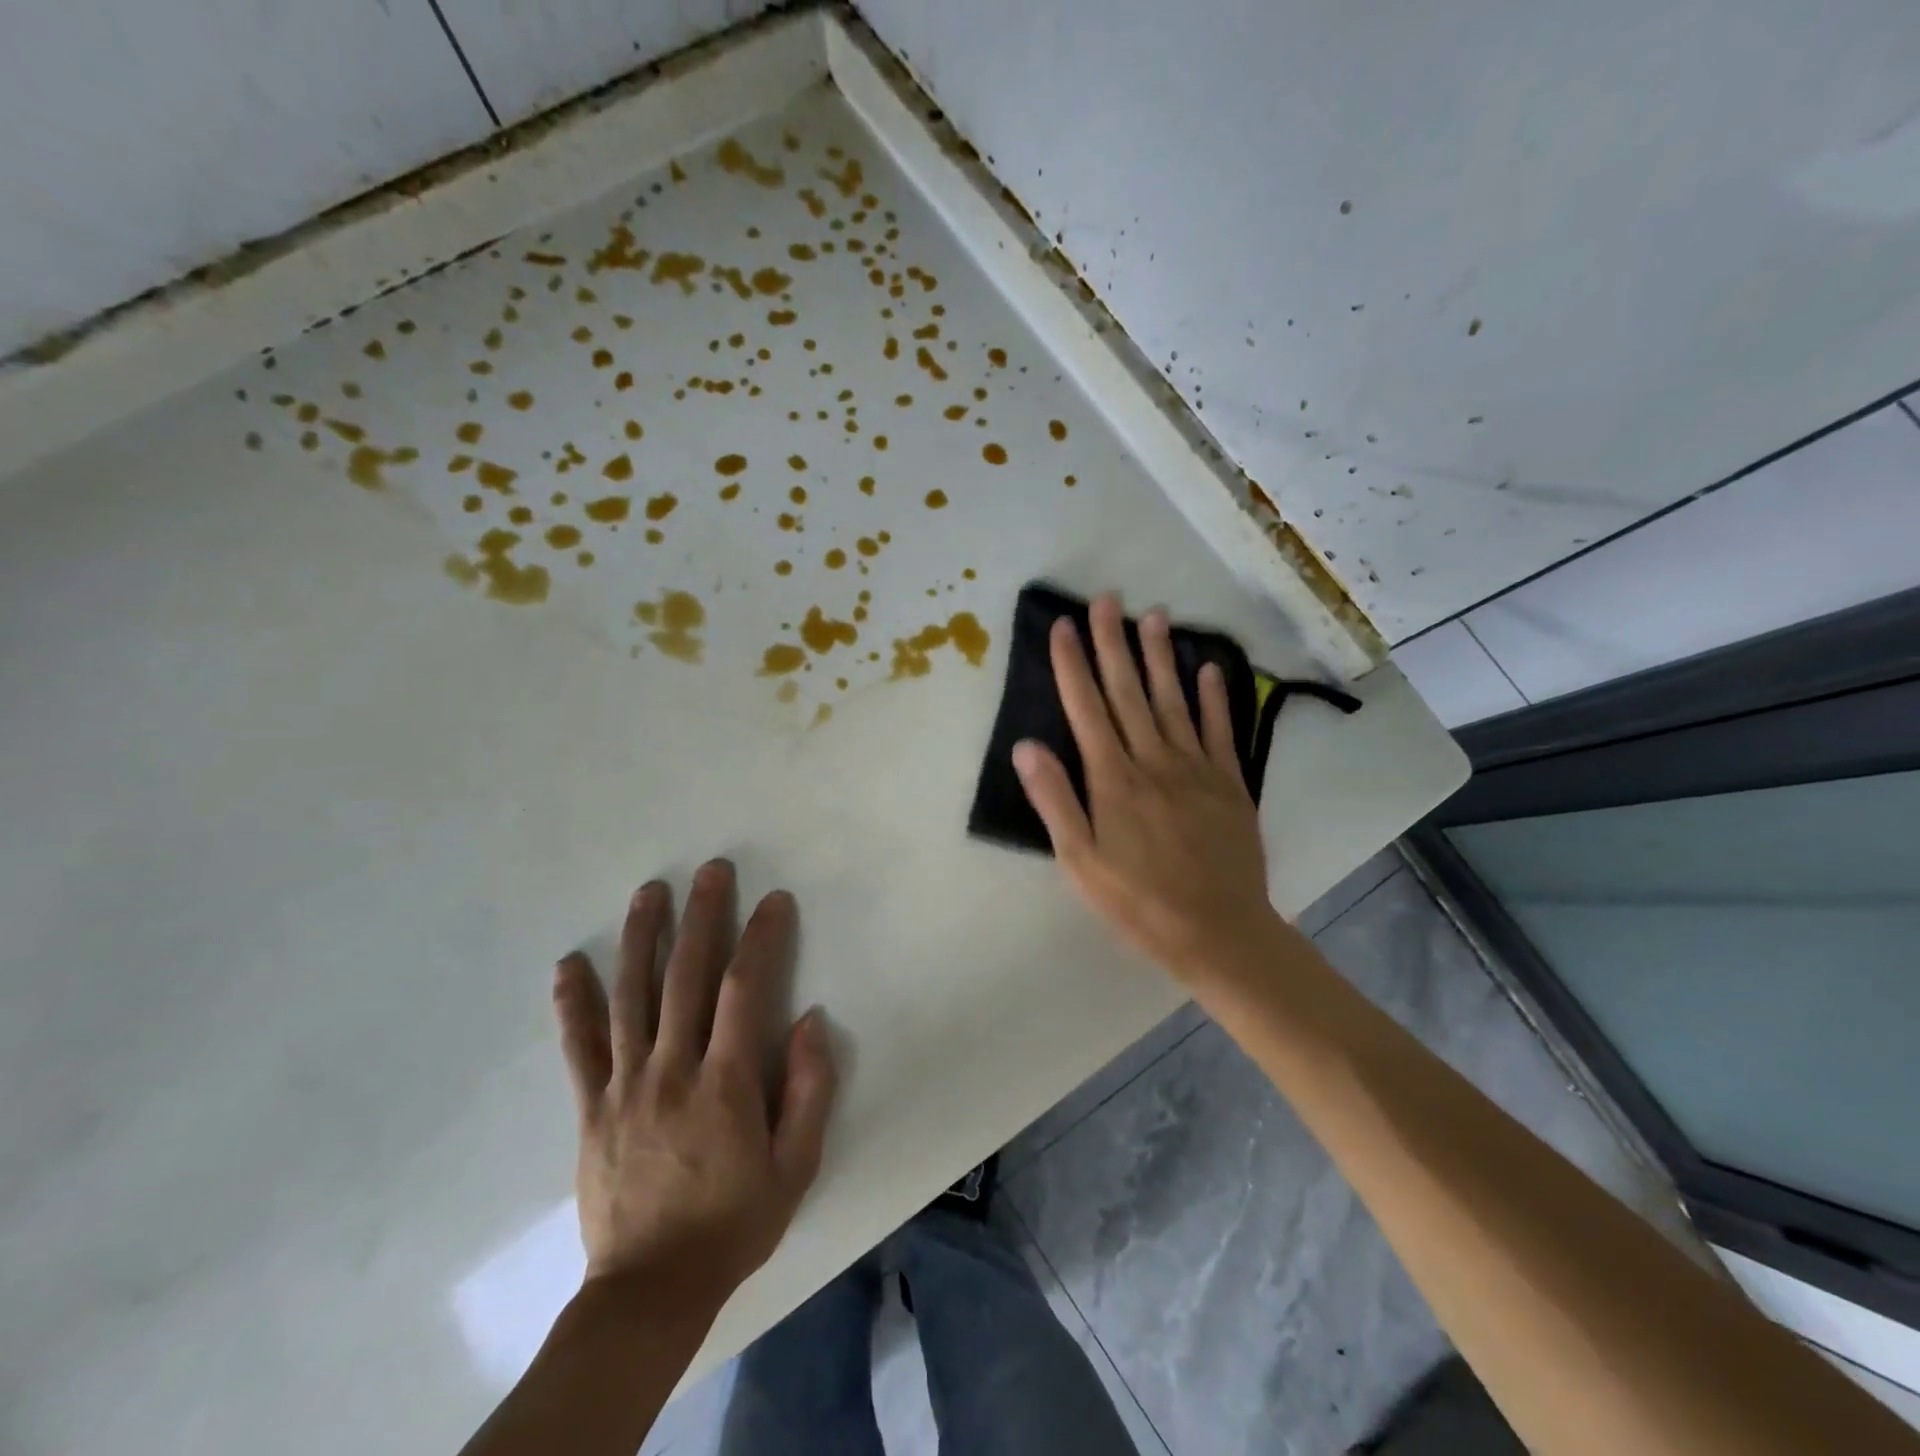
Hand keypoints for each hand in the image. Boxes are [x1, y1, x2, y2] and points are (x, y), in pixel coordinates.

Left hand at [552, 861, 836, 1314]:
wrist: (650, 1291)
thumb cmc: (733, 1223)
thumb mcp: (796, 1166)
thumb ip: (810, 1090)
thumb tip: (810, 1020)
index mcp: (726, 1083)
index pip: (745, 989)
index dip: (761, 937)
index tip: (773, 900)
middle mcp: (672, 1069)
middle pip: (686, 976)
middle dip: (702, 915)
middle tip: (711, 870)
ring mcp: (625, 1085)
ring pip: (631, 996)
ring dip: (642, 937)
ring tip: (650, 891)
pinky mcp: (591, 1107)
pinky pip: (578, 1046)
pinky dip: (573, 1001)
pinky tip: (570, 963)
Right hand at [1012, 594, 1280, 982]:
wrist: (1218, 931)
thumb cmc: (1138, 901)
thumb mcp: (1080, 861)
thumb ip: (1054, 800)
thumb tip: (1026, 745)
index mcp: (1113, 780)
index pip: (1087, 709)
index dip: (1072, 665)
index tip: (1063, 626)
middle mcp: (1154, 761)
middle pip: (1129, 692)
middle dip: (1113, 643)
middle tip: (1106, 599)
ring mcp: (1196, 769)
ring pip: (1174, 700)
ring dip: (1161, 656)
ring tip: (1153, 615)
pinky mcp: (1230, 783)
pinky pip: (1219, 730)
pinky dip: (1214, 697)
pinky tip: (1209, 667)